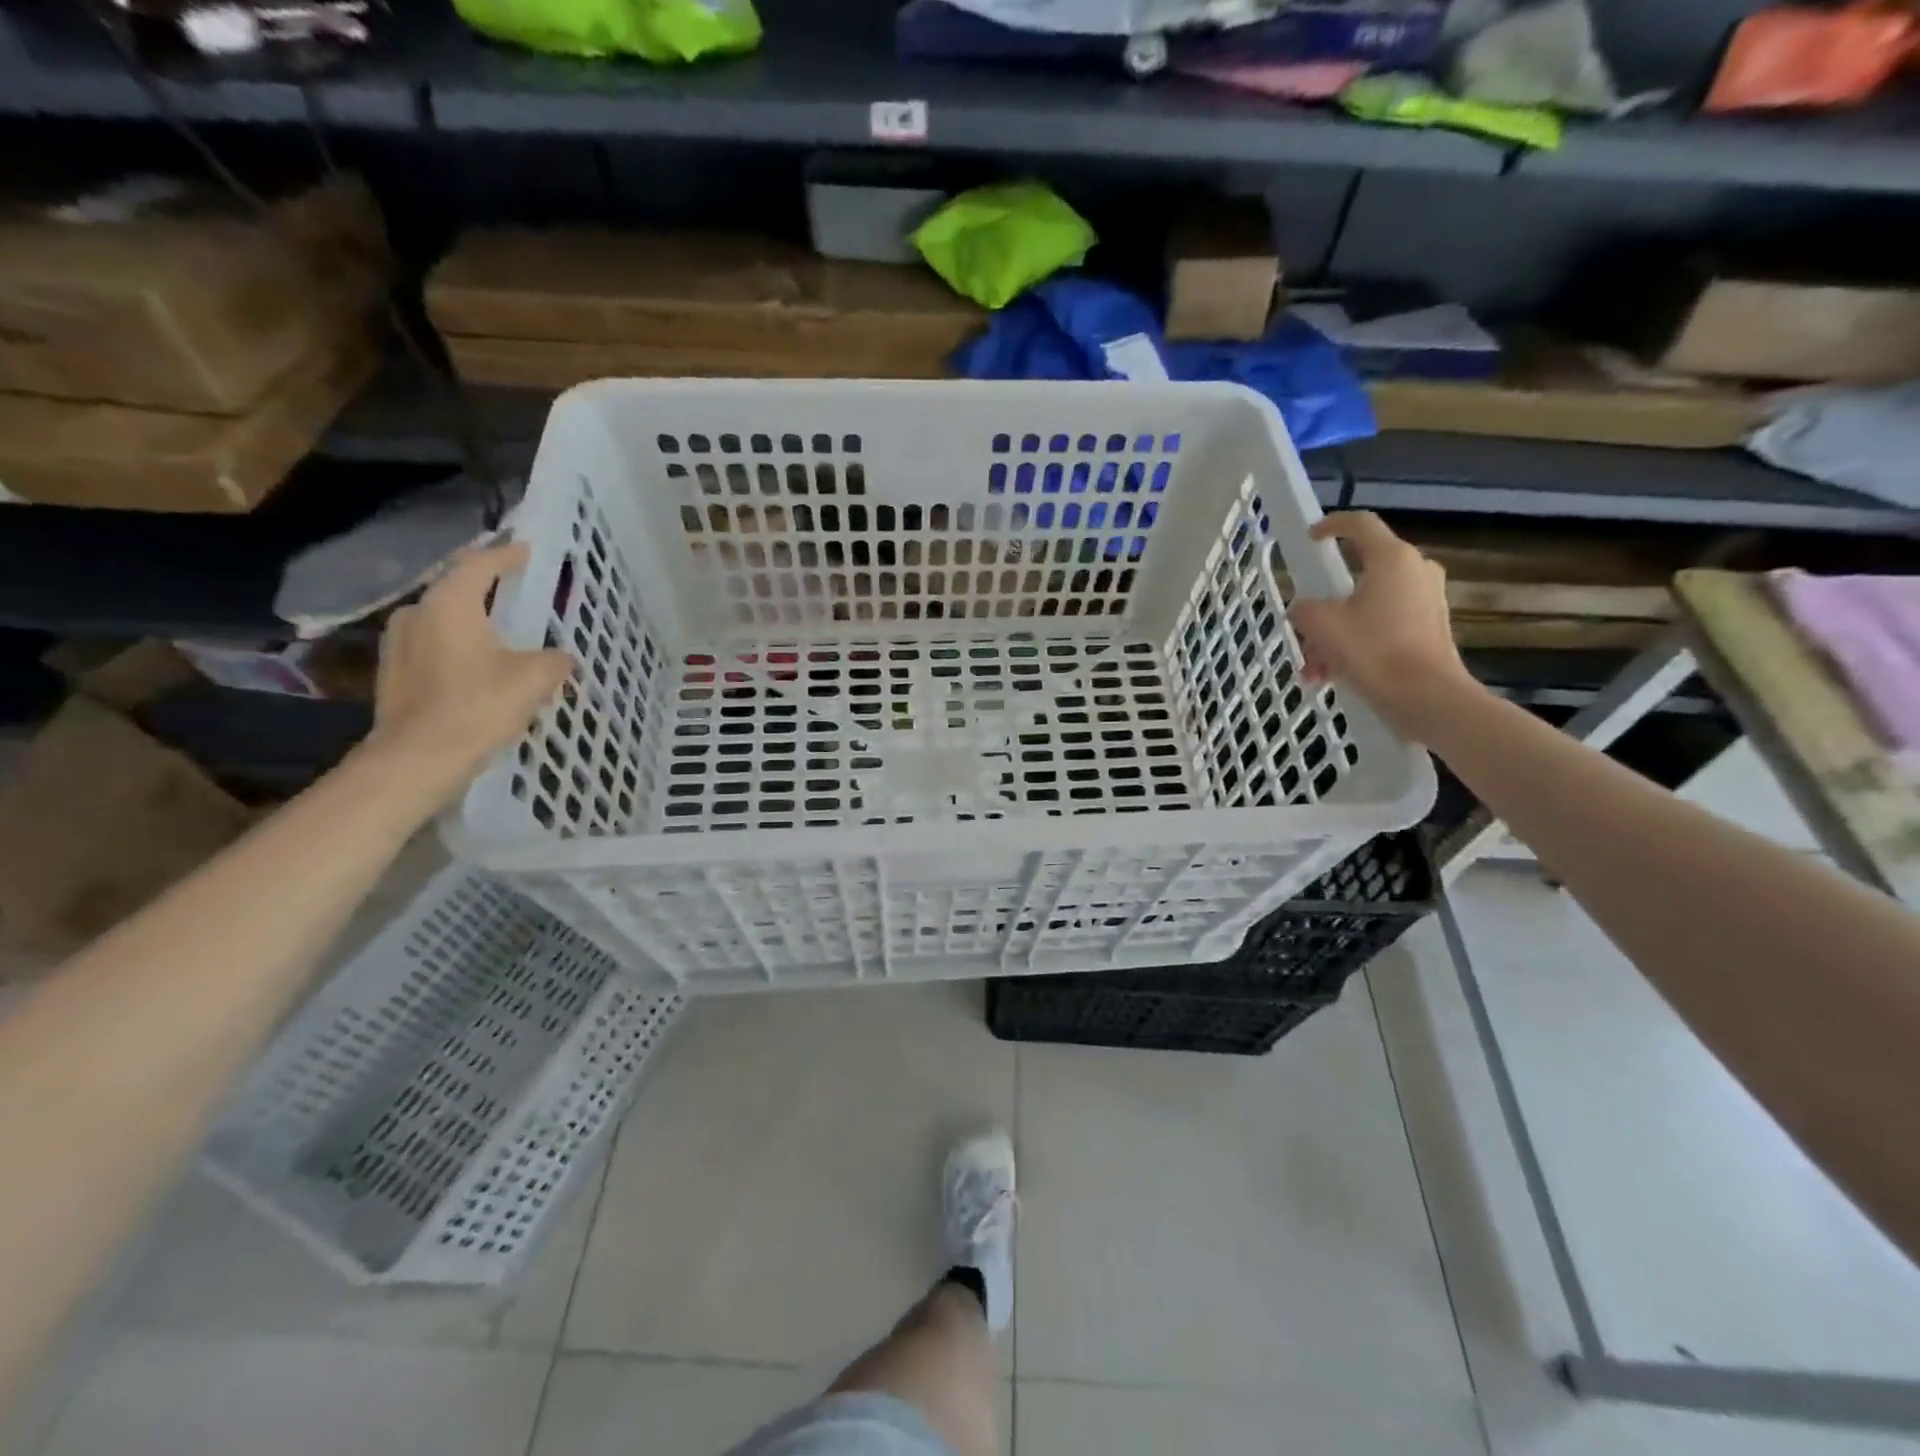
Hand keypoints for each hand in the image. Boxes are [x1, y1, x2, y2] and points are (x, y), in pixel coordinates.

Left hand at [363, 540, 572, 801]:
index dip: (507, 556)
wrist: (418, 758)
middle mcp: (417, 613)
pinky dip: (459, 646)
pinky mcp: (394, 672)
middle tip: (517, 591)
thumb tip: (560, 657)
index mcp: (449, 603)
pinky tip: (480, 665)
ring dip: (472, 621)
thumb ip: (553, 659)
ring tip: (502, 631)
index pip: (480, 565)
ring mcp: (398, 643)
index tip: (527, 551)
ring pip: (444, 620)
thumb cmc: (478, 706)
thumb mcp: (534, 678)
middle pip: (457, 589)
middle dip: (488, 589)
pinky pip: (434, 645)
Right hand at [1287, 512, 1477, 740]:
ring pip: (1365, 608)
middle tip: (1303, 632)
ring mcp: (1426, 601)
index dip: (1331, 525)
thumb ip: (1304, 609)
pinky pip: (1381, 627)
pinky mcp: (1429, 629)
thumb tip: (1305, 610)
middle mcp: (1415, 571)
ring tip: (1313, 671)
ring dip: (1334, 635)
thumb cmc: (1373, 651)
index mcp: (1392, 559)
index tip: (1310, 538)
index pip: (1359, 524)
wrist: (1427, 698)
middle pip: (1357, 576)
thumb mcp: (1321, 625)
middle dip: (1323, 607)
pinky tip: (1333, 678)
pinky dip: (1355, 645)